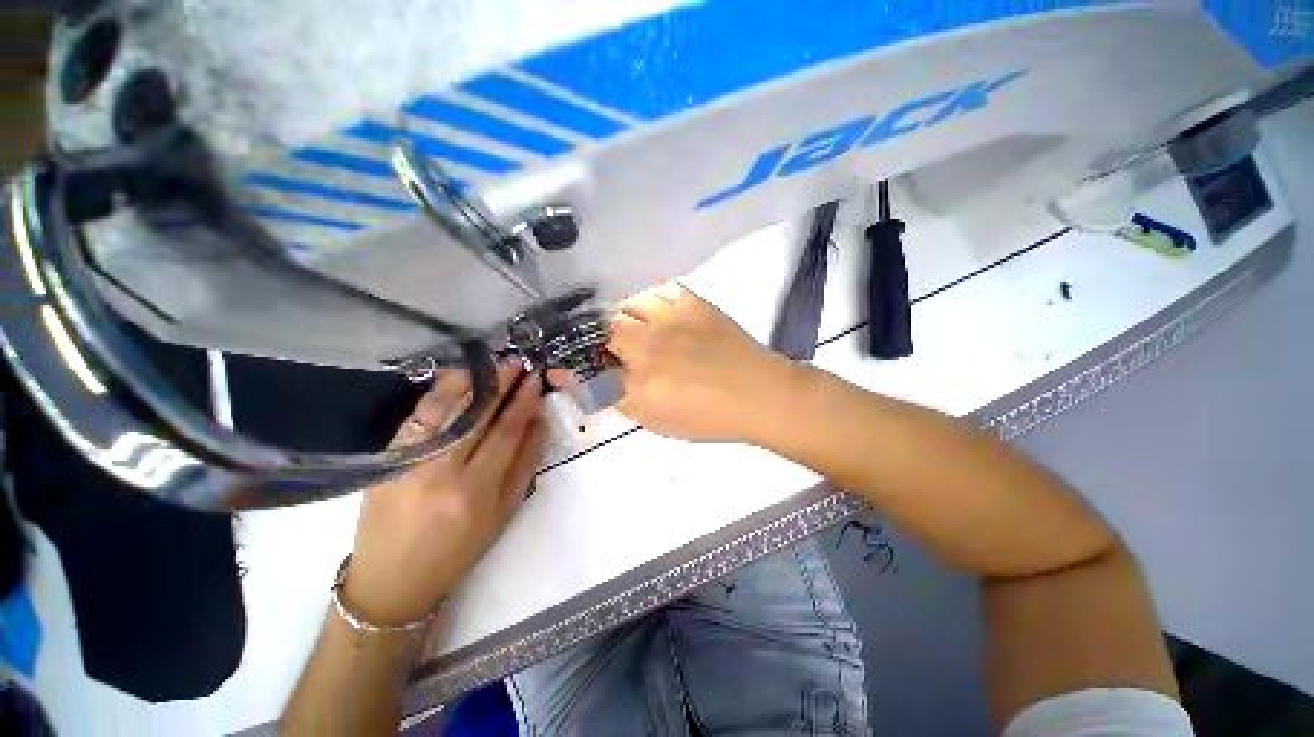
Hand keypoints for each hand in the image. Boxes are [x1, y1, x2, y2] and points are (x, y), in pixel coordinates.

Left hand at [343, 364, 544, 625]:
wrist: (392, 579)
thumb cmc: (459, 549)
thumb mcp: (503, 512)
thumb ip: (524, 463)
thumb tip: (539, 421)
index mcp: (475, 491)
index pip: (506, 431)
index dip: (523, 401)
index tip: (534, 378)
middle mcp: (440, 472)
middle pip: (476, 415)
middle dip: (500, 383)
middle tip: (516, 361)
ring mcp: (408, 463)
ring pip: (443, 409)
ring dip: (469, 381)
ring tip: (490, 364)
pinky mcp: (386, 459)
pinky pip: (416, 417)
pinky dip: (437, 394)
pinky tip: (455, 380)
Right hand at [584, 282, 797, 442]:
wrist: (758, 394)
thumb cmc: (708, 418)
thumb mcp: (656, 421)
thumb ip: (616, 399)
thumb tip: (581, 379)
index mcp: (639, 387)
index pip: (589, 371)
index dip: (573, 367)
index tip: (566, 364)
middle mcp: (649, 349)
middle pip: (606, 330)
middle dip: (606, 339)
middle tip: (621, 348)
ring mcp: (671, 321)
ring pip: (628, 305)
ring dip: (628, 316)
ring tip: (642, 328)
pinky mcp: (693, 303)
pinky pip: (659, 291)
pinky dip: (654, 301)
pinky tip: (663, 315)